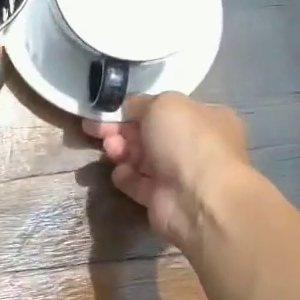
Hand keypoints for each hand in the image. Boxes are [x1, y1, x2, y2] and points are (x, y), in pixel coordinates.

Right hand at [84, 93, 258, 252]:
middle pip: (148, 133)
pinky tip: (120, 173)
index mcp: (203, 117)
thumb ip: (141, 102)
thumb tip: (129, 107)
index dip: (134, 107)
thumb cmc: (187, 141)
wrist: (198, 197)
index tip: (108, 109)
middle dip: (121, 128)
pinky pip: (137, 183)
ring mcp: (178, 173)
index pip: (164, 109)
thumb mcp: (163, 104)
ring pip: (140, 157)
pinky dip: (125, 177)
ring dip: (121, 150)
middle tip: (96, 128)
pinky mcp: (161, 198)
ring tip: (110, 149)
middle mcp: (193, 145)